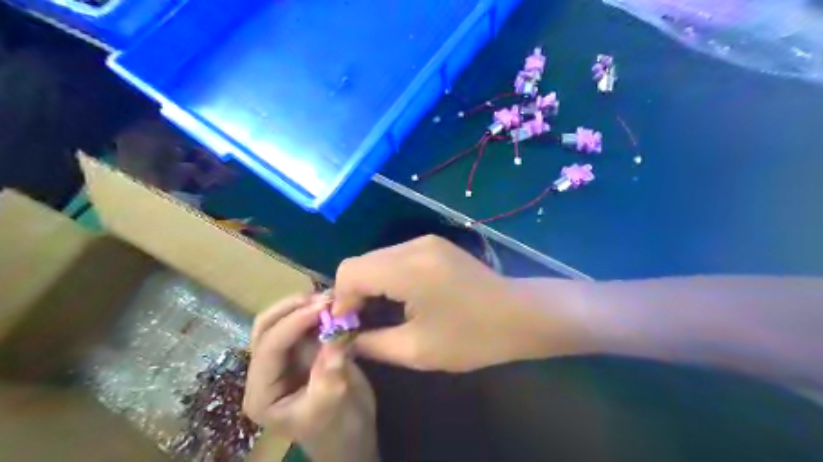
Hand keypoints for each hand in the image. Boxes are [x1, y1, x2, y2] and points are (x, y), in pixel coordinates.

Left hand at [242, 294, 375, 461]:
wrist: (352, 437)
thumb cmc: (337, 430)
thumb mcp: (332, 405)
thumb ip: (330, 371)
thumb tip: (336, 334)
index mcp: (262, 393)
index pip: (269, 348)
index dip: (293, 323)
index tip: (323, 307)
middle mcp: (266, 372)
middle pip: (265, 328)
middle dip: (292, 308)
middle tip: (324, 298)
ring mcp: (283, 359)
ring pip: (281, 321)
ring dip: (303, 305)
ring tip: (330, 298)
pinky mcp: (302, 351)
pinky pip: (303, 324)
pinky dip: (315, 311)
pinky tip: (332, 305)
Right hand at [332, 236, 559, 373]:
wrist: (521, 315)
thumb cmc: (473, 337)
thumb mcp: (418, 350)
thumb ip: (372, 344)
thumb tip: (345, 340)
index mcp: (408, 268)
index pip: (350, 271)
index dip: (341, 300)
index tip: (348, 327)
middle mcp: (414, 245)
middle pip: (361, 262)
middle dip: (354, 293)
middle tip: (362, 324)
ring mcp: (426, 242)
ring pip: (377, 258)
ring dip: (370, 284)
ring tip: (380, 314)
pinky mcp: (435, 245)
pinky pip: (396, 257)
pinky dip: (387, 276)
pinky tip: (400, 298)